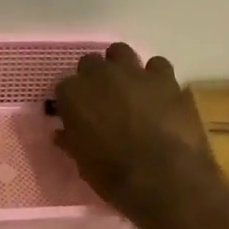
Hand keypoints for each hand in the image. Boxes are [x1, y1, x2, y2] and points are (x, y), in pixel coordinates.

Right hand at [54, 44, 221, 222]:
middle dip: (93, 79)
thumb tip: (63, 133)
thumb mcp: (83, 163)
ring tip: (128, 90)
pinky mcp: (165, 77)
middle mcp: (100, 74)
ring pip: (121, 52)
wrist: (162, 176)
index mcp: (73, 95)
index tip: (77, 115)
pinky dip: (154, 77)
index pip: (64, 87)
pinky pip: (156, 65)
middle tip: (102, 101)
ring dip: (121, 67)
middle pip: (90, 63)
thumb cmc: (113, 175)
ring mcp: (134, 72)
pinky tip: (157, 94)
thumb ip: (72, 141)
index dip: (71, 102)